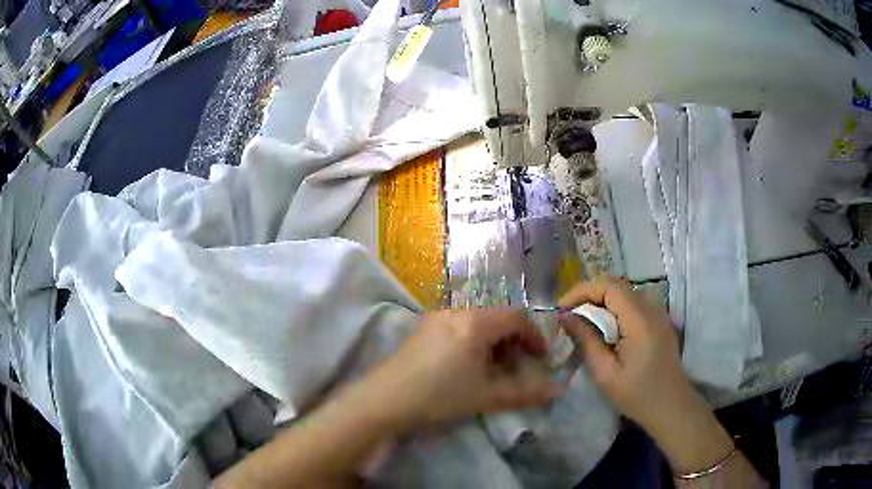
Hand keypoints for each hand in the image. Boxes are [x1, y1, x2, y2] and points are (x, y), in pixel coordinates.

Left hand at [364, 309, 562, 429]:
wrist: (385, 400)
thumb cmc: (439, 396)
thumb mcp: (486, 396)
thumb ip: (525, 392)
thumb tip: (558, 390)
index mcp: (476, 321)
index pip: (518, 318)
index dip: (535, 337)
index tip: (540, 360)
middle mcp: (457, 311)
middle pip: (498, 318)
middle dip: (514, 342)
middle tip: (515, 368)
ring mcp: (437, 318)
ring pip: (478, 322)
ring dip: (493, 342)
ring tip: (491, 370)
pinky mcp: (423, 328)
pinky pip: (459, 327)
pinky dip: (474, 342)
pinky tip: (466, 366)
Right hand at [558, 277, 692, 432]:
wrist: (671, 406)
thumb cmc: (638, 395)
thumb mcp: (606, 374)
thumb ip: (587, 340)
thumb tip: (566, 317)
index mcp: (640, 320)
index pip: (609, 286)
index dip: (582, 290)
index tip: (561, 308)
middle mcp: (651, 308)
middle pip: (616, 286)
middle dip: (588, 295)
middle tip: (567, 315)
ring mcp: (658, 313)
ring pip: (623, 293)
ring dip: (600, 301)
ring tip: (580, 321)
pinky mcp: (659, 321)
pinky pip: (632, 304)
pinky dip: (612, 309)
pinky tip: (602, 328)